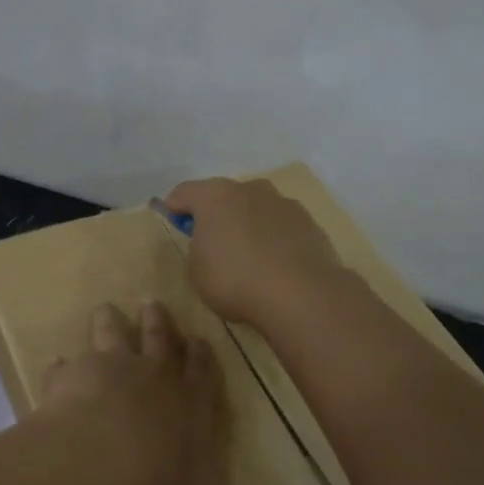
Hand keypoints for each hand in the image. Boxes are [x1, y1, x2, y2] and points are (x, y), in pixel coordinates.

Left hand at [41, 301, 268, 484]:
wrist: (101, 458)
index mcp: (189, 410)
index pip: (203, 375)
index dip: (202, 358)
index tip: (201, 338)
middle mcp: (154, 380)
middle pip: (160, 340)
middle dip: (159, 324)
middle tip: (154, 302)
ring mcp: (112, 370)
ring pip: (114, 336)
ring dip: (111, 323)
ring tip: (107, 308)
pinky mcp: (72, 375)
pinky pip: (67, 365)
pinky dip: (63, 365)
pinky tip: (56, 360)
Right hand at [163, 177, 347, 329]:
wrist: (300, 295)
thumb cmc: (235, 280)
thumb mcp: (197, 271)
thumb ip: (198, 248)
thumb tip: (209, 242)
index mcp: (215, 196)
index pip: (185, 192)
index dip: (175, 207)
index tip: (173, 223)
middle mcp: (250, 189)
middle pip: (225, 196)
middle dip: (216, 214)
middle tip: (212, 242)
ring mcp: (284, 203)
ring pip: (257, 208)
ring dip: (248, 224)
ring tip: (249, 256)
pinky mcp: (309, 223)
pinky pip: (282, 227)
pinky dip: (274, 238)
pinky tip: (275, 265)